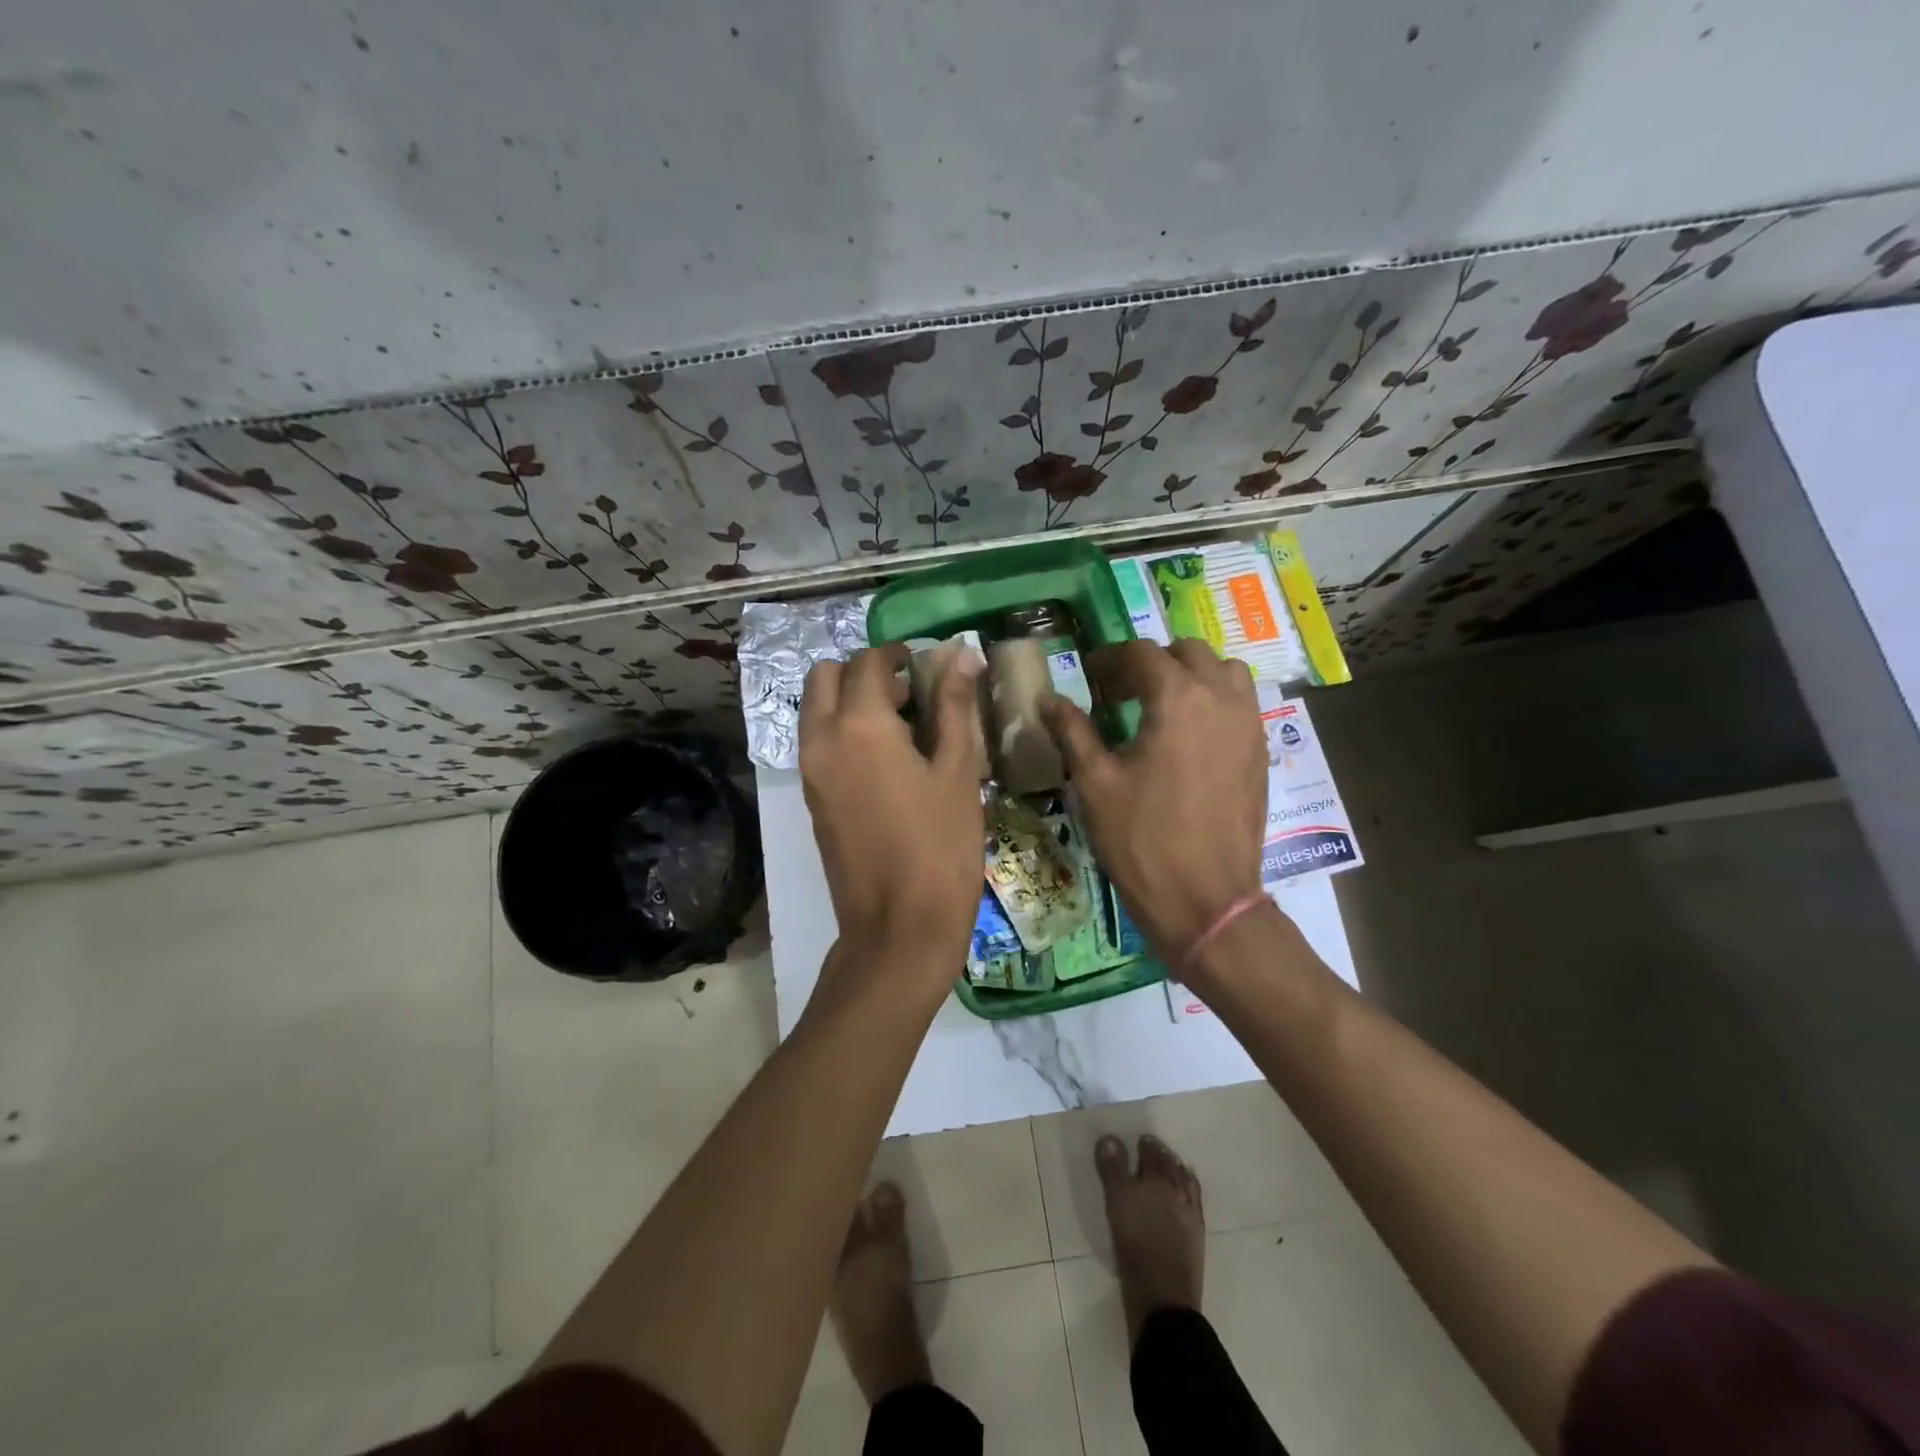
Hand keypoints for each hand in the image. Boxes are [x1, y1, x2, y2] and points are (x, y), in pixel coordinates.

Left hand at [800, 643, 984, 1001]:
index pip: (869, 663)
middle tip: (907, 692)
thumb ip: (954, 707)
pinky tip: (884, 759)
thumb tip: (961, 656)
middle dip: (863, 672)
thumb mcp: (959, 772)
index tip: (926, 665)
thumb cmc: (941, 846)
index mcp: (860, 724)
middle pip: (825, 675)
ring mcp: (810, 770)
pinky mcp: (810, 798)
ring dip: (847, 699)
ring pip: (815, 708)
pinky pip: (816, 742)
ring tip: (899, 726)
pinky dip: (840, 730)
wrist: (898, 926)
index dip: (898, 655)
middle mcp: (822, 738)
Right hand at [1042, 640, 1268, 975]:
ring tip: (1161, 704)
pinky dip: (1215, 698)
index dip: (1110, 659)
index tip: (1088, 677)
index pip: (1142, 653)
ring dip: (1191, 674)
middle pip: (1188, 652)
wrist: (1205, 899)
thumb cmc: (1142, 839)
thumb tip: (1049, 700)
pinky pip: (1241, 702)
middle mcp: (1221, 698)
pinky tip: (1189, 734)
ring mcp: (1248, 724)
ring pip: (1225, 671)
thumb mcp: (1095, 782)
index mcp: (1178, 698)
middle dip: (1151, 662)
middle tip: (1120, 692)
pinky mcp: (1260, 751)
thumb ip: (1073, 731)